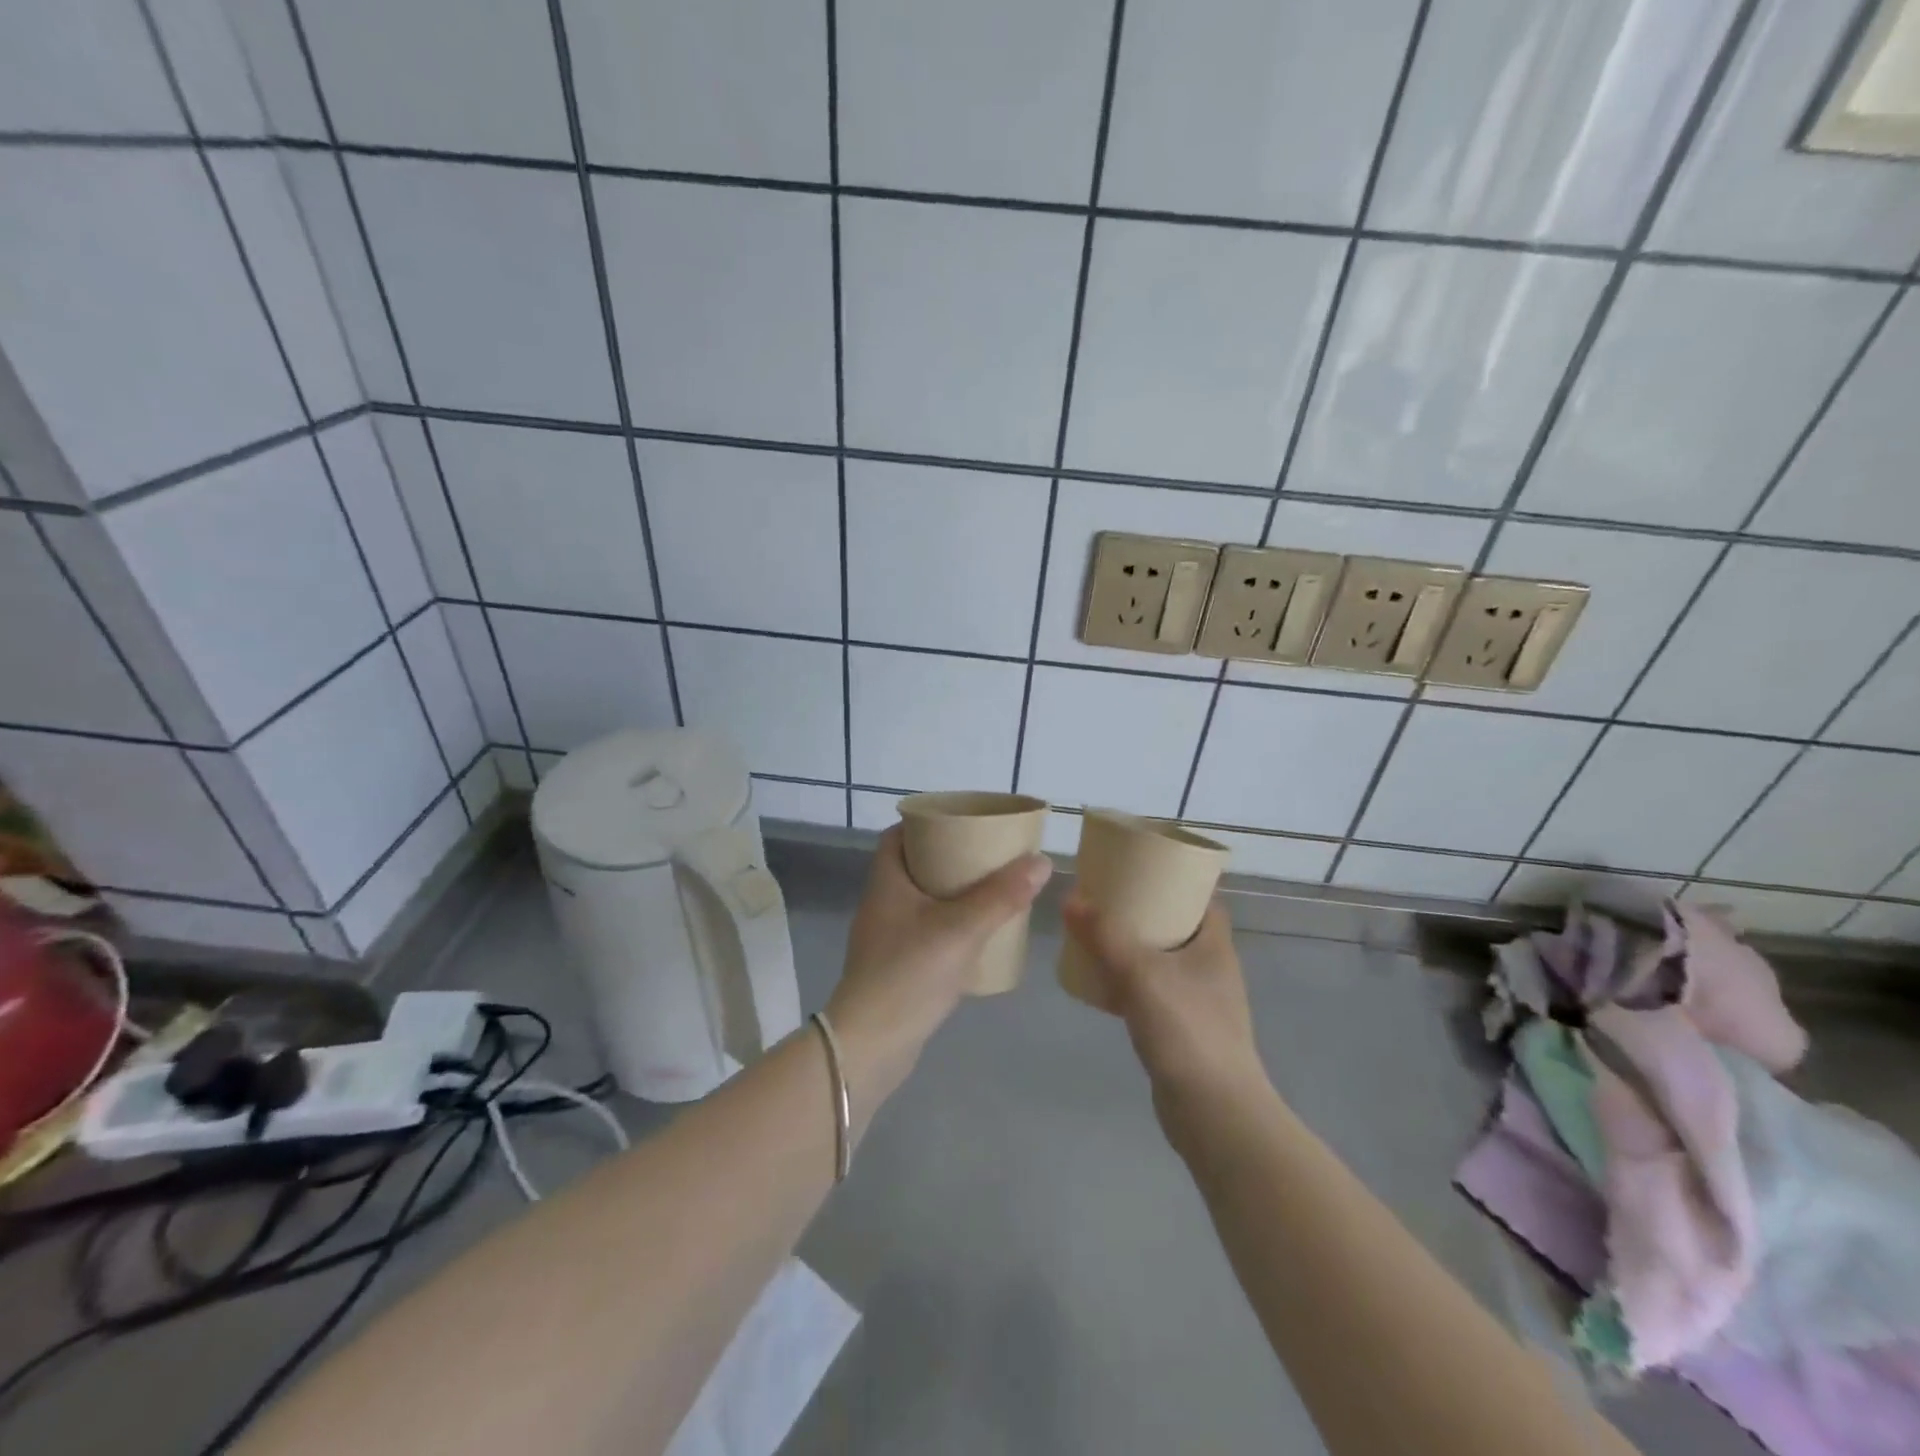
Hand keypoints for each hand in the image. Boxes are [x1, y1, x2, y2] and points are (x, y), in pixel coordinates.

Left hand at [826, 828, 1050, 1109]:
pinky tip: (976, 936)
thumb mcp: (961, 929)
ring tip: (989, 891)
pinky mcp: (894, 967)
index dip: (925, 824)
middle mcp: (880, 903)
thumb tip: (1041, 861)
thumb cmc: (909, 974)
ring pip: (921, 901)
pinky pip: (924, 931)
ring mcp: (885, 938)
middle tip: (986, 856)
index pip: (897, 836)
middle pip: (913, 866)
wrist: (870, 1046)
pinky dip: (948, 925)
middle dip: (948, 858)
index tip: (961, 823)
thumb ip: (1001, 896)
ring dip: (951, 894)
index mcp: (885, 882)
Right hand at [1060, 896, 1270, 1114]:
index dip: (1174, 880)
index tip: (1138, 868)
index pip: (1201, 898)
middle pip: (1178, 927)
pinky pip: (1153, 994)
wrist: (1213, 1113)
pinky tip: (1101, 984)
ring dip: (1134, 948)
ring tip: (1096, 935)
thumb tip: (1070, 897)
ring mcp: (1199, 1003)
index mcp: (1214, 945)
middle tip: (1106, 899)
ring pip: (1163, 961)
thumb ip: (1105, 935)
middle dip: (1144, 912)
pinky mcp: (1183, 1032)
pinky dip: (1129, 984)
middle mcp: (1212, 969)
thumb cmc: (1186, 1030)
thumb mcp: (1141, 973)